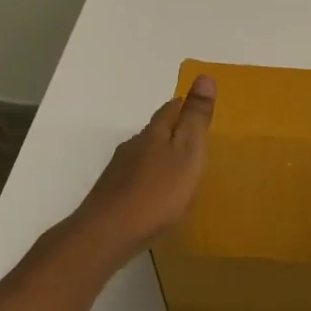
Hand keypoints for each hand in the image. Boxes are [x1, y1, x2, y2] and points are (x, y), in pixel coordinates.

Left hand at [75, 74, 215, 258]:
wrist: (106, 234)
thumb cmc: (157, 192)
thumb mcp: (187, 152)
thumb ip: (196, 118)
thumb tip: (204, 76)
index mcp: (155, 132)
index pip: (171, 108)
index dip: (186, 106)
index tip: (199, 109)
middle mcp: (134, 145)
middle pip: (156, 130)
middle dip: (173, 131)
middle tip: (194, 141)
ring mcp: (119, 170)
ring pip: (143, 154)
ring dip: (160, 156)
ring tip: (178, 171)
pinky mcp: (111, 194)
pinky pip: (135, 177)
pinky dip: (148, 179)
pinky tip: (155, 195)